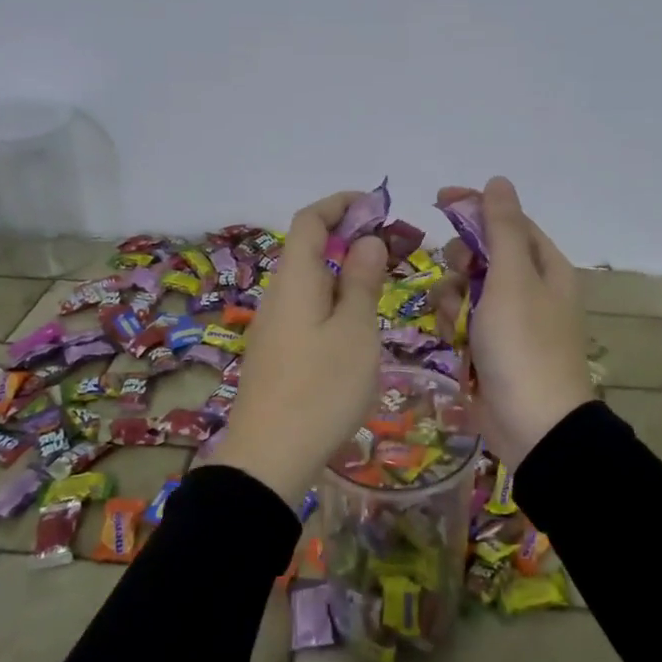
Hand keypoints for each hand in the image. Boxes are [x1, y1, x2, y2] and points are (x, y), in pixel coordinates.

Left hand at [219, 191, 388, 502]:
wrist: (270, 456)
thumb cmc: (322, 388)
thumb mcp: (356, 330)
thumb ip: (362, 281)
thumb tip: (366, 241)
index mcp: (295, 279)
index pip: (310, 220)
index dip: (340, 204)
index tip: (376, 207)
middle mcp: (278, 294)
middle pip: (309, 249)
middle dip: (349, 239)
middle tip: (392, 252)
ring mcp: (273, 325)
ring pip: (310, 282)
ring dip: (343, 273)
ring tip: (380, 288)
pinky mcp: (276, 353)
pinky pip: (306, 309)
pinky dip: (333, 301)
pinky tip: (355, 328)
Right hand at [435, 177, 591, 468]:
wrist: (533, 425)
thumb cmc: (524, 344)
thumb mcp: (512, 278)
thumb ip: (501, 228)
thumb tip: (499, 181)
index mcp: (544, 266)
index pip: (507, 221)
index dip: (475, 207)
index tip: (439, 200)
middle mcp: (528, 288)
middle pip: (482, 254)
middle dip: (462, 261)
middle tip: (460, 275)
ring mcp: (508, 320)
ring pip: (464, 288)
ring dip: (453, 298)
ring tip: (457, 321)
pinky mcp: (488, 348)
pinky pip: (461, 320)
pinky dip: (453, 325)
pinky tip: (455, 342)